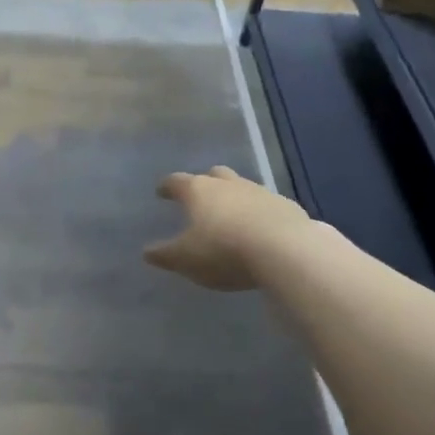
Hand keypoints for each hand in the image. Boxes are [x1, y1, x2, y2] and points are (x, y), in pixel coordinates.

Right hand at [143, 167, 307, 291]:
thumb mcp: (186, 259)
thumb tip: (147, 252)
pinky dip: (259, 213)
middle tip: (200, 198)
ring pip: (243, 187)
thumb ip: (165, 254)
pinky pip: (267, 205)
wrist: (284, 250)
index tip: (161, 191)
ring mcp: (261, 192)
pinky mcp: (287, 206)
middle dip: (205, 184)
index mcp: (199, 191)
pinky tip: (261, 229)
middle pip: (214, 175)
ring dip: (235, 198)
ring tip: (232, 216)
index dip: (167, 186)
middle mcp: (229, 184)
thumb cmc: (224, 251)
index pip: (177, 182)